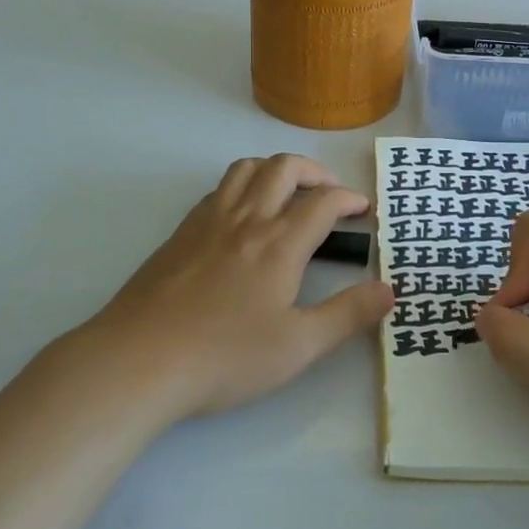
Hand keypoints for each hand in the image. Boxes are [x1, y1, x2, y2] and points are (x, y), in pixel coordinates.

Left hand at [79, 154, 393, 421]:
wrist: (138, 360)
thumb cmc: (225, 356)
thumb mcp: (298, 347)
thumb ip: (347, 315)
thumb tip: (389, 290)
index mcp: (280, 242)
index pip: (323, 201)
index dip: (350, 198)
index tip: (363, 209)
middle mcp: (247, 218)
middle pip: (285, 168)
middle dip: (315, 172)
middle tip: (330, 194)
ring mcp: (208, 221)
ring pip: (246, 168)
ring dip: (275, 170)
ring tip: (288, 193)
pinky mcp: (180, 233)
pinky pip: (218, 189)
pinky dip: (242, 186)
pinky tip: (242, 217)